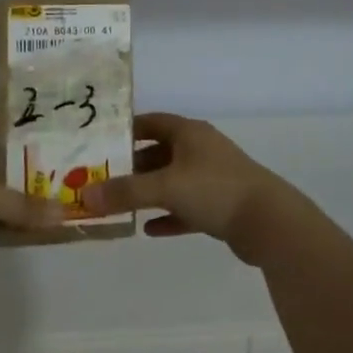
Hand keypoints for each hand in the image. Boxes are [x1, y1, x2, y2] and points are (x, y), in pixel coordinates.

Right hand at [80, 113, 304, 264]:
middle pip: (159, 152)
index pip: (151, 122)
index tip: (99, 143)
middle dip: (132, 166)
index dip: (126, 130)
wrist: (268, 222)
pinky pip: (186, 207)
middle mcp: (200, 149)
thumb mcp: (165, 187)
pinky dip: (169, 215)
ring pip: (172, 181)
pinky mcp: (220, 206)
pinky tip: (149, 230)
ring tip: (119, 204)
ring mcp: (212, 177)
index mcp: (189, 132)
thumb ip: (125, 192)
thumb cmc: (214, 190)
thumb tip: (84, 195)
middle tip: (101, 180)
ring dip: (149, 192)